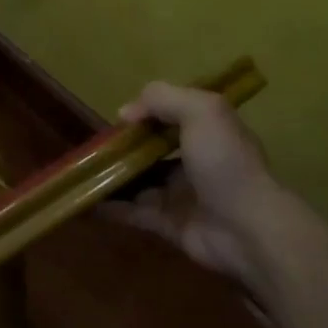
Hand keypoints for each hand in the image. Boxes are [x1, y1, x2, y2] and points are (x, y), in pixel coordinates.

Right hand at [101, 82, 297, 303]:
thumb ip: (162, 98)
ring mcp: (181, 195)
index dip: (146, 114)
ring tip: (81, 172)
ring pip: (139, 181)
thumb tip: (126, 112)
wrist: (247, 228)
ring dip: (113, 177)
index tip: (119, 119)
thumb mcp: (201, 111)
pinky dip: (110, 207)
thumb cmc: (225, 163)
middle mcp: (195, 162)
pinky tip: (85, 200)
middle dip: (124, 147)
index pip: (173, 117)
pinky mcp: (169, 225)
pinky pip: (133, 212)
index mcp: (208, 133)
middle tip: (93, 147)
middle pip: (152, 150)